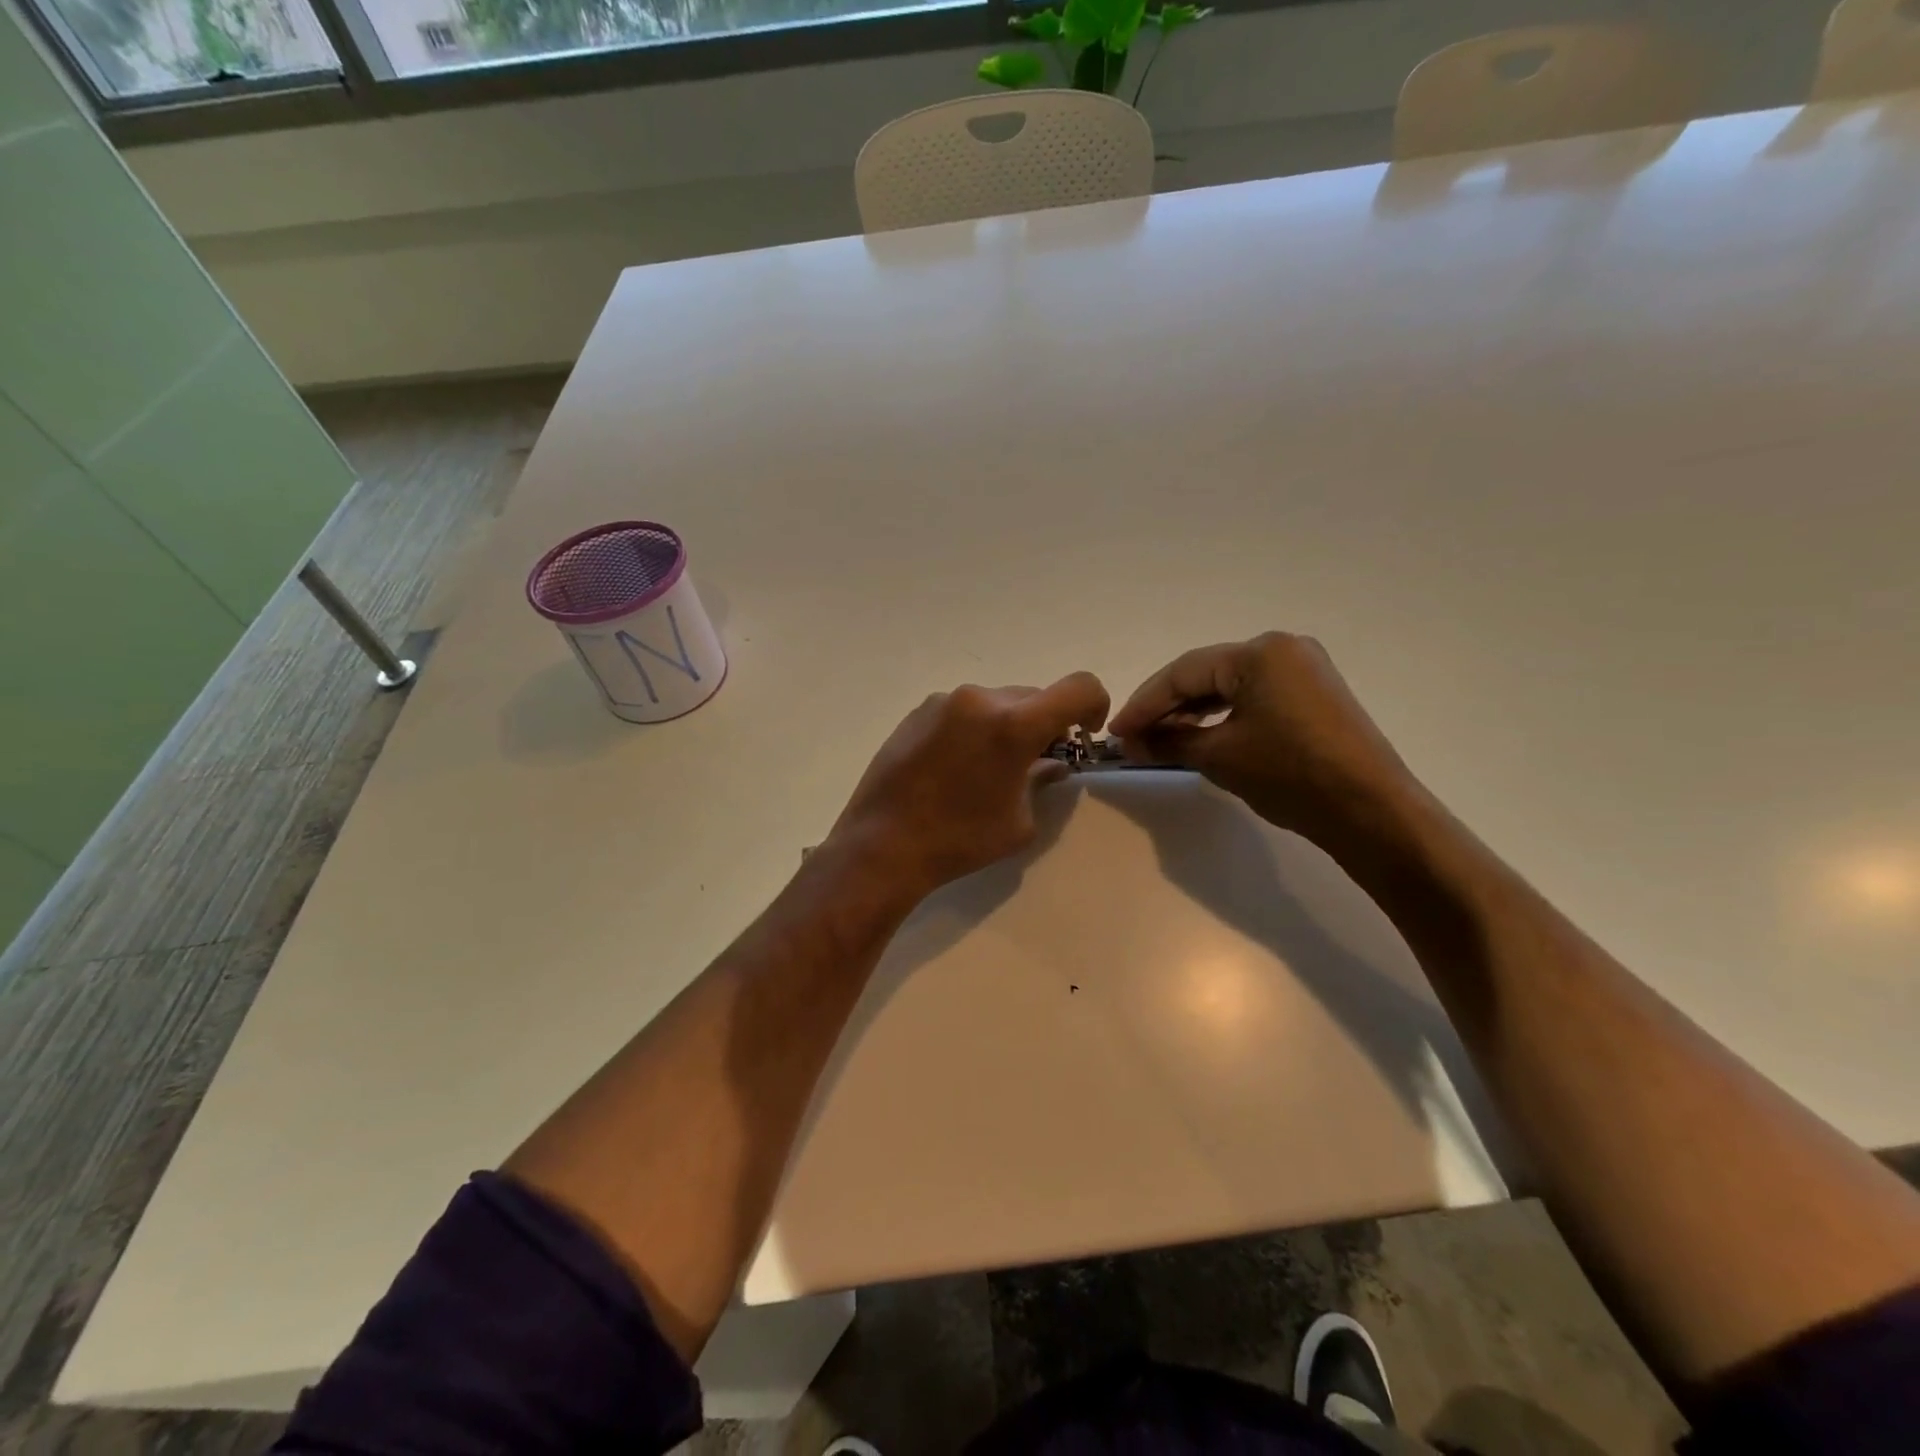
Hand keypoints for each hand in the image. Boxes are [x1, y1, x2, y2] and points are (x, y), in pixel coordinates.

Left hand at [828, 673, 1110, 903]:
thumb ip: (1043, 781)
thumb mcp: (1019, 821)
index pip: (1079, 687)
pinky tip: (956, 766)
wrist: (882, 844)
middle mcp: (980, 699)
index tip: (1083, 736)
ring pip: (997, 702)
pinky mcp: (918, 711)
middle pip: (1035, 696)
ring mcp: (944, 701)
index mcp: (1013, 723)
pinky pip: (964, 710)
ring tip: (989, 768)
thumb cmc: (960, 839)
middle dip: (1046, 724)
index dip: (1095, 705)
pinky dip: (975, 728)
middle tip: (1036, 762)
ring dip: (1008, 725)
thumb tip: (1051, 763)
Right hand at [1108, 633, 1419, 846]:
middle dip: (1166, 707)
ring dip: (1192, 712)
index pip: (1183, 672)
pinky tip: (1200, 736)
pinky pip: (1254, 696)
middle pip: (1206, 673)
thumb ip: (1169, 741)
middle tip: (1134, 737)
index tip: (1115, 732)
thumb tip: (1131, 741)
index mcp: (1259, 652)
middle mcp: (1283, 648)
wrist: (1371, 811)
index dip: (1144, 703)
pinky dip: (1223, 715)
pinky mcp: (1314, 694)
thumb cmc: (1290, 775)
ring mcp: (1303, 669)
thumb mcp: (1219, 757)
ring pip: (1229, 685)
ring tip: (1160, 740)